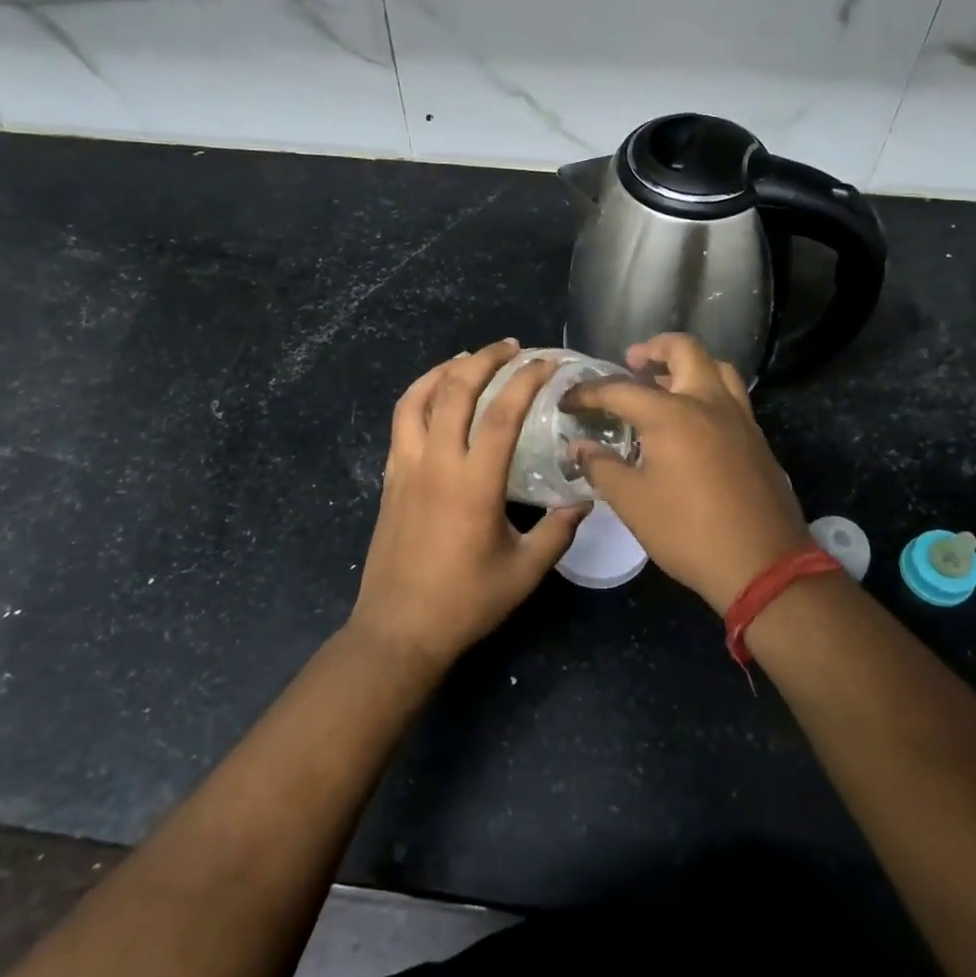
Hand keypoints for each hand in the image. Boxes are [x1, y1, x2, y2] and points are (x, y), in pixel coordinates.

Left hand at [351, 340, 586, 670]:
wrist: (399, 629)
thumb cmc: (465, 602)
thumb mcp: (524, 572)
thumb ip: (558, 531)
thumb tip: (585, 499)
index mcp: (473, 484)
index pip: (501, 414)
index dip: (526, 381)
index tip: (547, 363)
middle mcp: (435, 463)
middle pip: (454, 390)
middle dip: (484, 359)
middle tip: (511, 348)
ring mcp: (406, 467)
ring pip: (417, 398)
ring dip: (444, 369)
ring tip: (469, 358)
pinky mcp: (390, 478)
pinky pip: (400, 421)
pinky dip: (419, 395)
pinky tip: (435, 397)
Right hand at [564, 333, 810, 614]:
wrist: (762, 564)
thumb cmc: (688, 532)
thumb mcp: (633, 503)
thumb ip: (602, 467)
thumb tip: (580, 447)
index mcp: (672, 414)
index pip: (620, 389)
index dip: (588, 392)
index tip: (568, 400)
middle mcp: (708, 402)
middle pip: (684, 350)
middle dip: (654, 349)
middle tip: (633, 362)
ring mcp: (739, 418)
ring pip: (716, 367)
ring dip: (688, 365)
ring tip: (665, 383)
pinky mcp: (756, 438)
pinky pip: (731, 395)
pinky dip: (708, 390)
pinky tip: (693, 420)